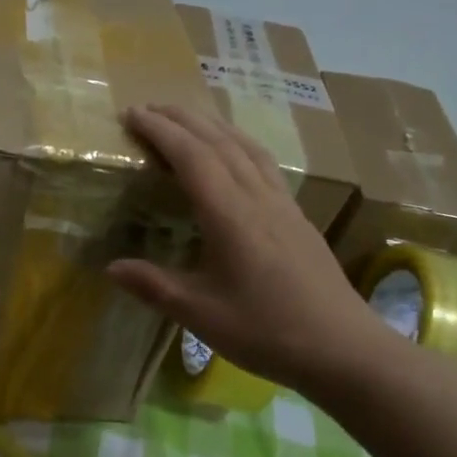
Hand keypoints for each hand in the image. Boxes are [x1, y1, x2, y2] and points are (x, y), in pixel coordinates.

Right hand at [107, 103, 396, 399]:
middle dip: (183, 118)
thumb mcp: (201, 314)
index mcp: (231, 216)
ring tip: (186, 118)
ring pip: (246, 148)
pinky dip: (238, 144)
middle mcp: (258, 198)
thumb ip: (155, 286)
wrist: (344, 349)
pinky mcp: (297, 217)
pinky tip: (234, 154)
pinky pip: (263, 163)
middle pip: (219, 142)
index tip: (132, 114)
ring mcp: (283, 205)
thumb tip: (111, 267)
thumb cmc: (268, 332)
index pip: (193, 157)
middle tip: (149, 107)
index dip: (161, 132)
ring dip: (212, 125)